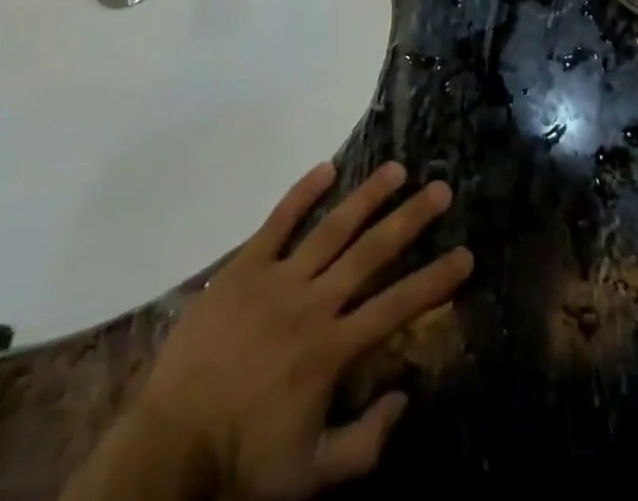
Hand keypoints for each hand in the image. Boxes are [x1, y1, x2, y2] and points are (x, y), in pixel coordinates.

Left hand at [133, 162, 471, 500]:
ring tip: (396, 168)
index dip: (435, 280)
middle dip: (410, 220)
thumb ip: (365, 441)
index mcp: (333, 350)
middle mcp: (314, 304)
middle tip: (440, 189)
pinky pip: (278, 222)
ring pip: (332, 228)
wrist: (171, 448)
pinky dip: (302, 193)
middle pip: (371, 253)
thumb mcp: (312, 475)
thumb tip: (405, 397)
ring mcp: (278, 280)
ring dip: (367, 196)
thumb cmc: (243, 463)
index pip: (397, 306)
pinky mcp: (244, 267)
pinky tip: (327, 167)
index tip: (466, 254)